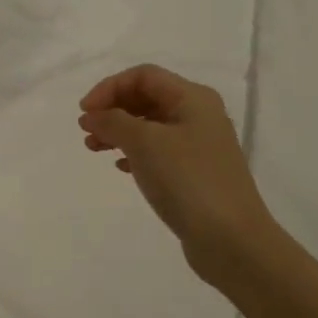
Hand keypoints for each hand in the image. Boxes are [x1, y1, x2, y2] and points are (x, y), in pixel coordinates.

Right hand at [78, 64, 278, 290]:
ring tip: (93, 148)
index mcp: (193, 99)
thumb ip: (113, 122)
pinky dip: (134, 152)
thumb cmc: (188, 181)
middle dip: (112, 109)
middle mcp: (199, 116)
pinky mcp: (195, 173)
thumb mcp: (144, 143)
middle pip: (146, 98)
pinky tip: (120, 167)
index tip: (85, 111)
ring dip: (119, 131)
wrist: (232, 241)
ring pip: (150, 125)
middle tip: (86, 129)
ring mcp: (199, 146)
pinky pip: (158, 150)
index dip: (109, 87)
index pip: (143, 76)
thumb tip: (93, 115)